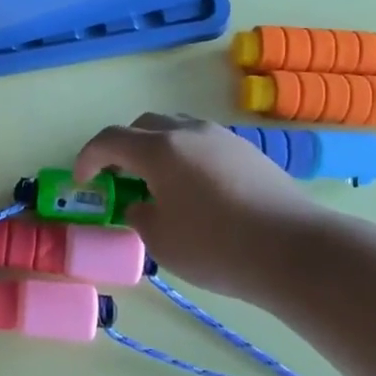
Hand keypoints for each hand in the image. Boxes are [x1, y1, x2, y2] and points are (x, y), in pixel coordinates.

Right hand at [73, 114, 324, 299]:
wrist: (294, 250)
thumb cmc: (216, 246)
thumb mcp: (160, 240)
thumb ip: (139, 215)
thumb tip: (141, 205)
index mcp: (160, 149)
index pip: (110, 140)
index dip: (88, 158)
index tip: (82, 181)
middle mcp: (189, 132)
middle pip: (144, 126)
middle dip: (123, 148)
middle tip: (119, 178)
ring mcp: (222, 138)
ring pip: (177, 130)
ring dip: (157, 149)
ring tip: (157, 183)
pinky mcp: (248, 152)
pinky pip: (203, 144)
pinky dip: (185, 158)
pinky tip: (194, 191)